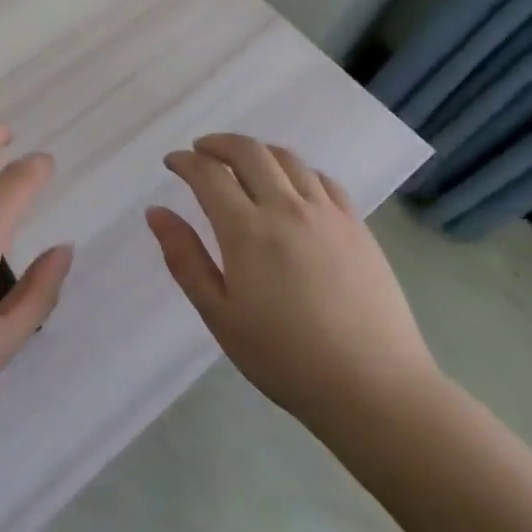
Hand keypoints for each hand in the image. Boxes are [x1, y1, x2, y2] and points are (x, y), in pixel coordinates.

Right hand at [147, 133, 440, 439]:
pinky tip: (291, 187)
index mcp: (247, 231)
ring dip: (257, 152)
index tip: (172, 162)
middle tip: (201, 151)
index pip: (209, 174)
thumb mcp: (220, 315)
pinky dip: (297, 170)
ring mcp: (327, 214)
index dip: (185, 161)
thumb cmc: (285, 359)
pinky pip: (322, 179)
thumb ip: (185, 258)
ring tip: (242, 163)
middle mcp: (287, 208)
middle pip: (249, 151)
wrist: (374, 388)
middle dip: (218, 143)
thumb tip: (156, 212)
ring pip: (287, 159)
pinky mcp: (357, 226)